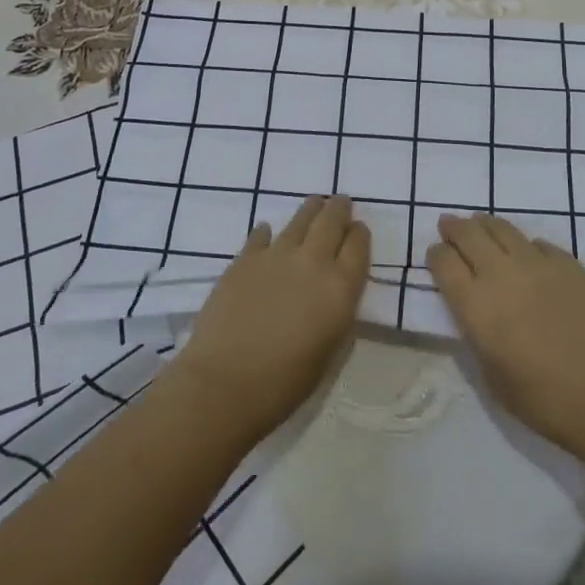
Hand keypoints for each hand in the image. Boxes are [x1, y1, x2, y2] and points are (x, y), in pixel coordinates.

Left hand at [173, 195, 369, 443]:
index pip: (358, 245)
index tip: (358, 229)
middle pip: (331, 222)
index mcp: (340, 288)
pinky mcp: (245, 259)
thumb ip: (337, 313)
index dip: (359, 234)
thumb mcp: (329, 351)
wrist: (225, 382)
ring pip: (300, 219)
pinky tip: (268, 231)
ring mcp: (276, 255)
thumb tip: (334, 293)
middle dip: (339, 209)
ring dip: (311, 210)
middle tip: (341, 202)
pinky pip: (261, 235)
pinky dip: (268, 231)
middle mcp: (312, 261)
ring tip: (315, 203)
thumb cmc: (284, 383)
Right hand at [427, 213, 584, 463]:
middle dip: (454, 228)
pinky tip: (525, 254)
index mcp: (476, 305)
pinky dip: (523, 245)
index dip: (436, 255)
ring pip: (502, 228)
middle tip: (449, 226)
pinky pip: (536, 243)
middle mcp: (501, 273)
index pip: (444, 262)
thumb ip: (476, 332)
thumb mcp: (491, 375)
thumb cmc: (543, 400)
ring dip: (484, 225)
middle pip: (468, 234)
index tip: (436, 256)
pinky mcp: (567, 263)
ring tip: (480, 225)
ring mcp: (536, 263)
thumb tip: (473, 308)